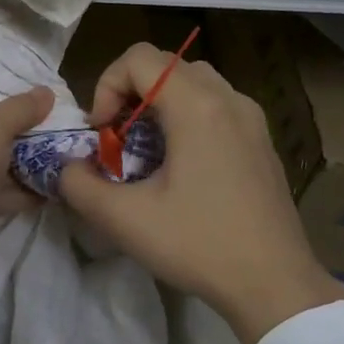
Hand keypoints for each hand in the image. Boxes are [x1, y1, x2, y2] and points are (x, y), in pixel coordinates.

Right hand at [59, 43, 342, 343]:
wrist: (274, 284)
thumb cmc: (198, 245)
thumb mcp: (123, 219)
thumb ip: (79, 184)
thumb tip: (68, 167)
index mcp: (198, 106)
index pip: (139, 58)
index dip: (106, 86)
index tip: (103, 133)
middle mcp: (229, 100)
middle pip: (166, 66)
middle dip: (130, 95)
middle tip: (119, 141)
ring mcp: (252, 120)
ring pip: (193, 84)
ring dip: (158, 106)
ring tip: (146, 153)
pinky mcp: (261, 143)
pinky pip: (215, 108)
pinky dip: (186, 120)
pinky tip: (180, 170)